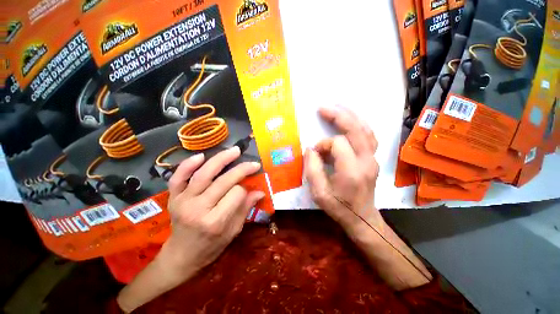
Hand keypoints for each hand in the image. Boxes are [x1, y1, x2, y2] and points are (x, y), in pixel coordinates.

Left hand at [117, 147, 264, 311]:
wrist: (181, 255)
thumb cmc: (211, 247)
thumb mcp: (233, 232)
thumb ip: (245, 209)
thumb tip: (260, 192)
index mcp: (215, 221)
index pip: (236, 194)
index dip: (244, 190)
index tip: (247, 191)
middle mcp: (198, 209)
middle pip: (223, 181)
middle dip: (241, 169)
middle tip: (253, 163)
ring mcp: (183, 201)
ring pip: (204, 174)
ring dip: (221, 159)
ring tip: (235, 151)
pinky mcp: (173, 197)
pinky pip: (178, 177)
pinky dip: (188, 165)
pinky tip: (201, 156)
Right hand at [304, 106, 431, 289]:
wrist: (362, 218)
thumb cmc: (339, 207)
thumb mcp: (319, 193)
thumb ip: (312, 169)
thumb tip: (311, 149)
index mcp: (352, 170)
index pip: (337, 144)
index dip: (323, 145)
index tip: (315, 153)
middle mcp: (367, 161)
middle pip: (356, 130)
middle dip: (338, 116)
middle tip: (323, 108)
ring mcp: (373, 158)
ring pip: (365, 130)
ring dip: (350, 116)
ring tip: (336, 108)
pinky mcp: (373, 159)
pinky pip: (368, 136)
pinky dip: (358, 124)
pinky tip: (349, 120)